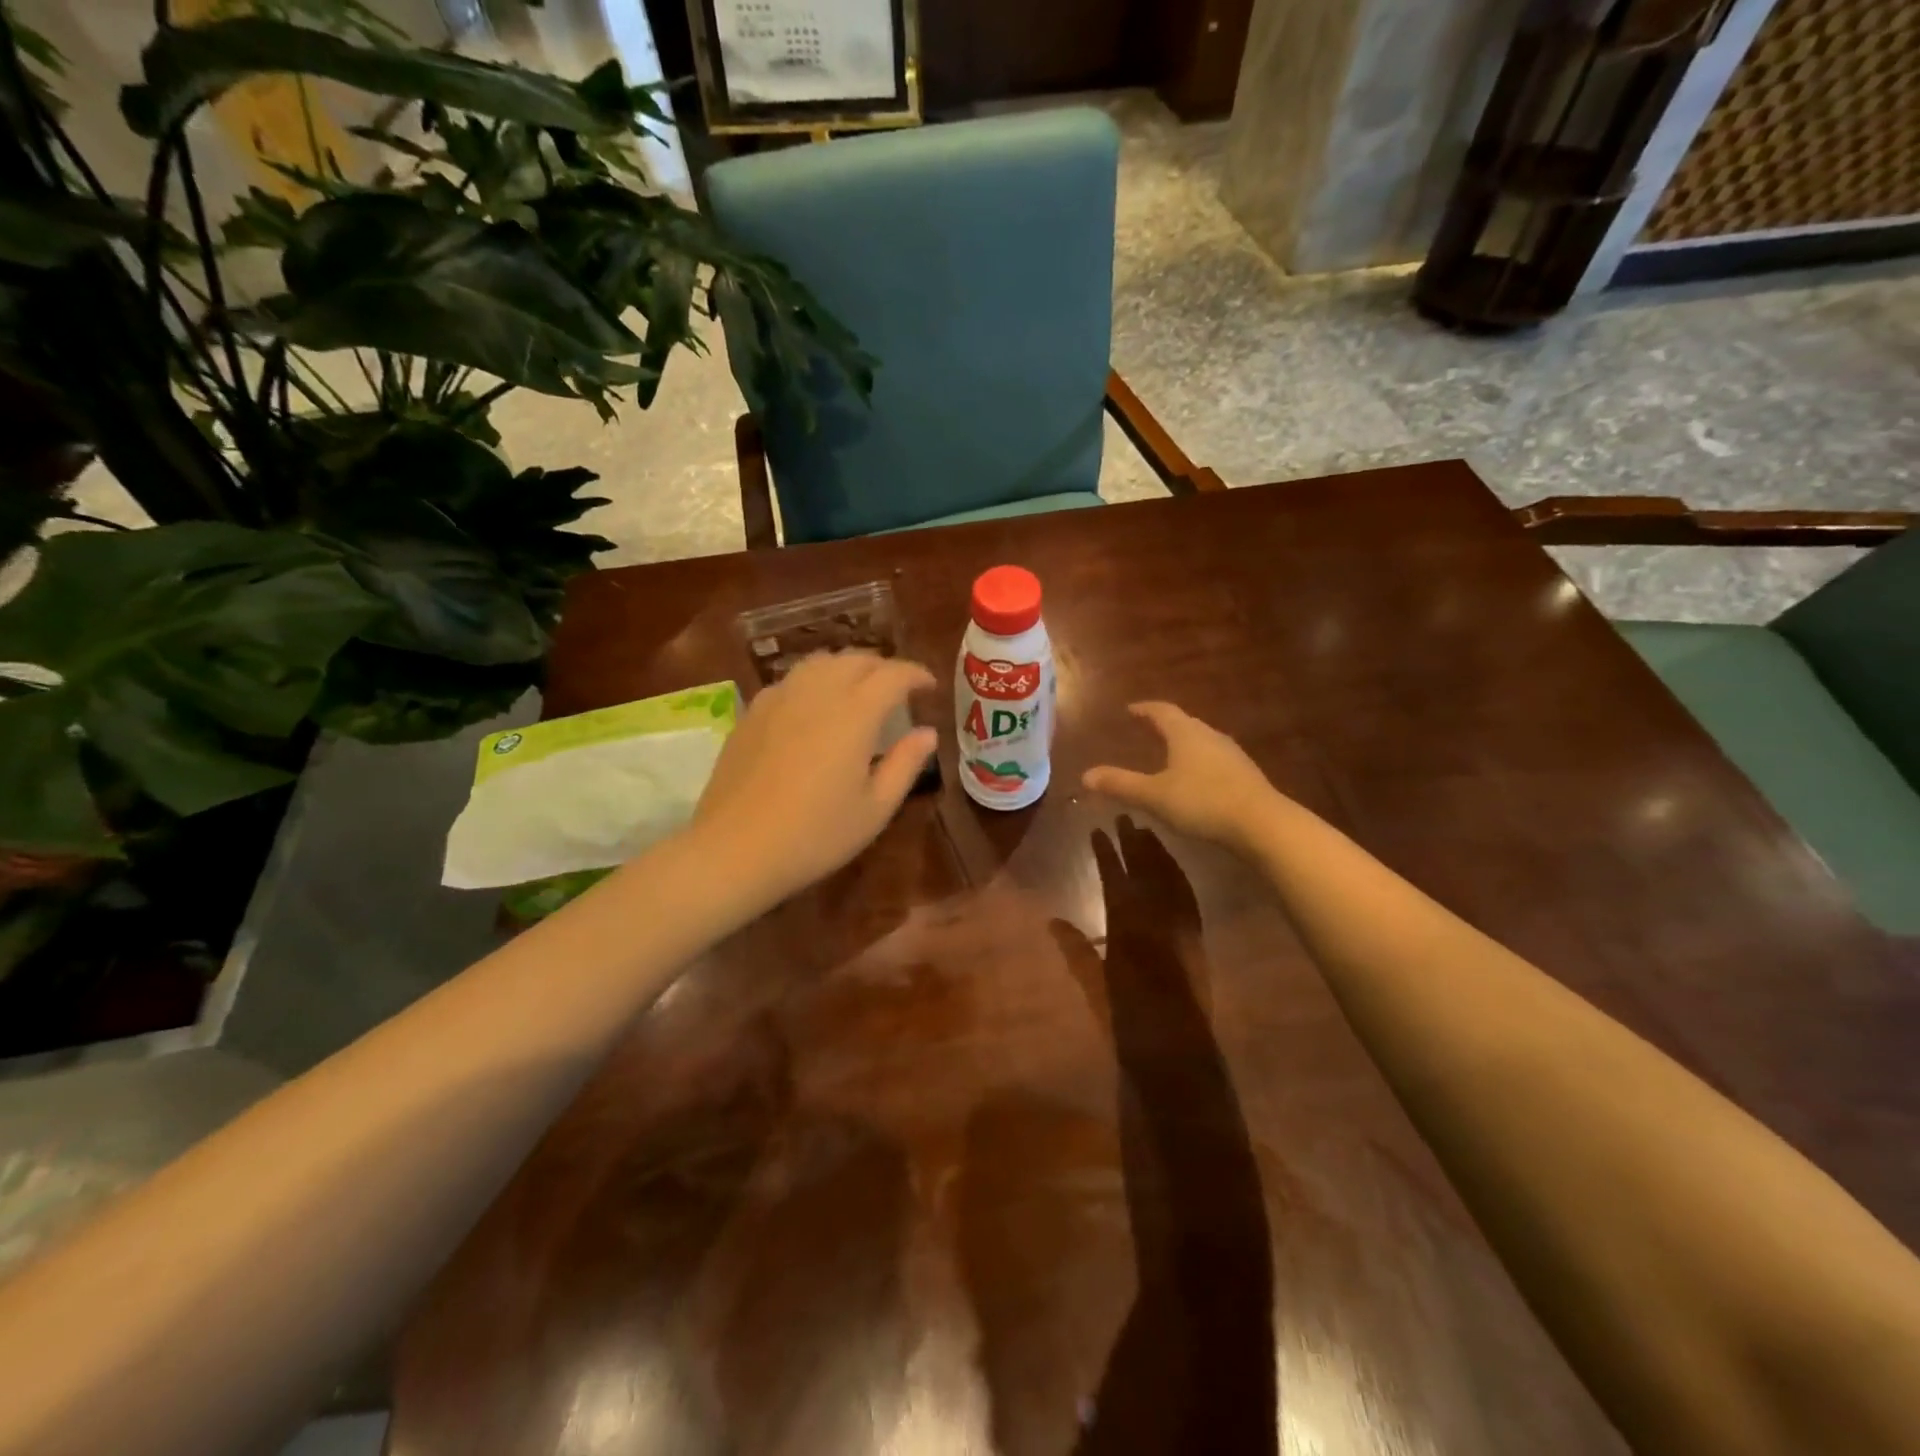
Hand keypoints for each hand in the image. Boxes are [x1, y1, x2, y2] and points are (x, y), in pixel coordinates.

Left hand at [690, 651, 936, 905]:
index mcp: (854, 712)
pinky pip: (792, 680)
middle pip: (856, 660)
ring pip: (820, 662)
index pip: (893, 675)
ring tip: (858, 690)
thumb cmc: (815, 835)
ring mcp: (779, 698)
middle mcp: (817, 692)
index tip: (929, 686)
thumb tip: (928, 733)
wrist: (735, 849)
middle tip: (899, 689)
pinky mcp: (752, 711)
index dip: (916, 674)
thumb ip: (905, 764)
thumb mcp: (875, 808)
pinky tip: (815, 707)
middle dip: (884, 667)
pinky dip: (815, 681)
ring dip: (848, 668)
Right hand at [1082, 702, 1282, 854]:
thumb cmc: (1202, 802)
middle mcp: (1210, 736)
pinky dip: (1199, 763)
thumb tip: (1085, 776)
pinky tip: (1197, 780)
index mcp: (1185, 734)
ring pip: (1202, 741)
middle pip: (1184, 723)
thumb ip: (1120, 785)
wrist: (1262, 824)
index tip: (1130, 709)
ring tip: (1169, 753)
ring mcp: (1232, 755)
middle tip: (1147, 729)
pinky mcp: (1245, 776)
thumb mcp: (1154, 796)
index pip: (1162, 711)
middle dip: (1164, 725)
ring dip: (1183, 744)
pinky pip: (1215, 760)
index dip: (1144, 709)